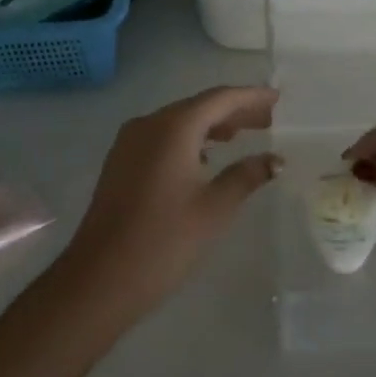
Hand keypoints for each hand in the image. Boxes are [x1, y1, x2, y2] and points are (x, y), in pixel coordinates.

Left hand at [59, 86, 281, 320]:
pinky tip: (205, 158)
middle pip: (199, 107)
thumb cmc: (164, 240)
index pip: (219, 99)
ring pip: (179, 122)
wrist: (99, 279)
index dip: (250, 97)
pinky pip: (162, 138)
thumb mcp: (214, 208)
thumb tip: (275, 160)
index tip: (276, 98)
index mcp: (173, 127)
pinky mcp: (121, 163)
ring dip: (211, 126)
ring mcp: (130, 142)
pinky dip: (189, 140)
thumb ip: (246, 176)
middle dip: (233, 112)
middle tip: (267, 120)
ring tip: (242, 136)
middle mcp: (149, 124)